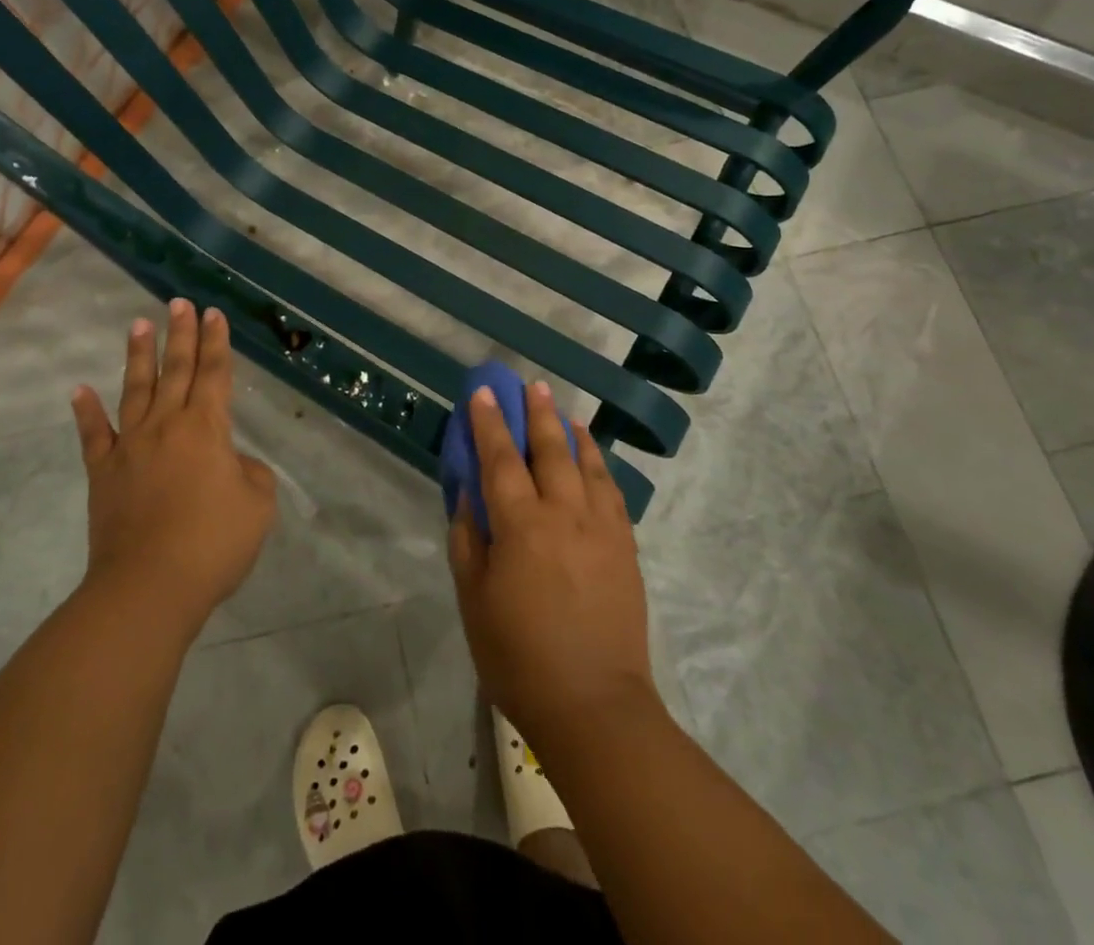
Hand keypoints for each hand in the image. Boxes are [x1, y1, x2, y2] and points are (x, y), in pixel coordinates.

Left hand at [72, 300, 276, 637]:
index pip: (213, 374)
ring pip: (136, 390)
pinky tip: (78, 389)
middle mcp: (166, 425)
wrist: (148, 587)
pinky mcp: (103, 473)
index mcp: (206, 428)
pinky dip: (86, 412)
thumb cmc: (212, 544)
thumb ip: (250, 473)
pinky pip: (94, 436)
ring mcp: (130, 447)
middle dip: (180, 334)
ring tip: (138, 323)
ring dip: (139, 355)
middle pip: (175, 370)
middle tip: (179, 302)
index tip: (213, 313)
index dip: (216, 342)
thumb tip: (231, 463)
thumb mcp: (257, 505)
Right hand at [448, 382, 657, 749]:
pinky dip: (600, 467)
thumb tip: (468, 496)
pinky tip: (594, 461)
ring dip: (573, 434)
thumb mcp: (474, 600)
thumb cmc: (519, 656)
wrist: (594, 706)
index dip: (489, 422)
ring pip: (587, 465)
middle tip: (532, 386)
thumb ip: (468, 540)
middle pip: (549, 450)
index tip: (483, 392)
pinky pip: (612, 493)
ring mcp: (601, 529)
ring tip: (565, 414)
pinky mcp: (625, 548)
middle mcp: (564, 514)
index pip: (500, 459)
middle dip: (538, 415)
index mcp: (521, 525)